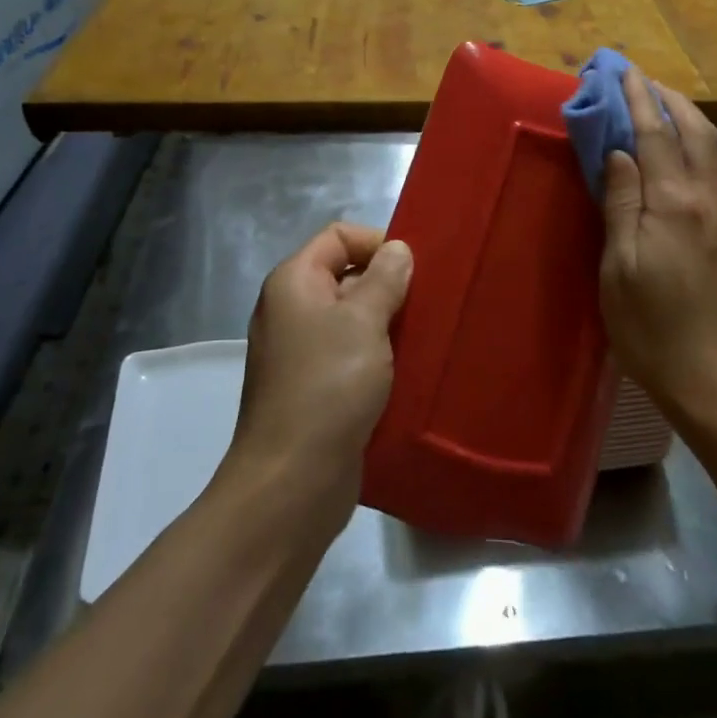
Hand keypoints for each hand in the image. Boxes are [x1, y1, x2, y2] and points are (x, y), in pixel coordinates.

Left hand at [229, 224, 412, 515]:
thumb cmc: (328, 386)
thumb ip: (385, 278)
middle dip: (387, 285)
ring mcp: (300, 351)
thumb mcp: (364, 321)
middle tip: (425, 307)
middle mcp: (291, 310)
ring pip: (352, 319)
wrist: (293, 481)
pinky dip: (376, 356)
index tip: (414, 271)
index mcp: (294, 282)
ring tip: (422, 338)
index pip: (338, 236)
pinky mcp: (314, 387)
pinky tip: (406, 370)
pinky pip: (349, 355)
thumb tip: (397, 250)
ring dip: (386, 324)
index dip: (376, 243)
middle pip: (345, 275)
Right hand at [600, 65, 716, 424]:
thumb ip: (620, 203)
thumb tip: (619, 151)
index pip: (654, 135)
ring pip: (714, 147)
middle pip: (694, 131)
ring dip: (690, 117)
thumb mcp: (618, 268)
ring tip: (664, 104)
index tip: (621, 70)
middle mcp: (705, 198)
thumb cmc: (650, 327)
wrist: (712, 378)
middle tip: (640, 79)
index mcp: (673, 204)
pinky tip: (692, 150)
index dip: (637, 99)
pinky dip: (705, 144)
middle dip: (668, 98)